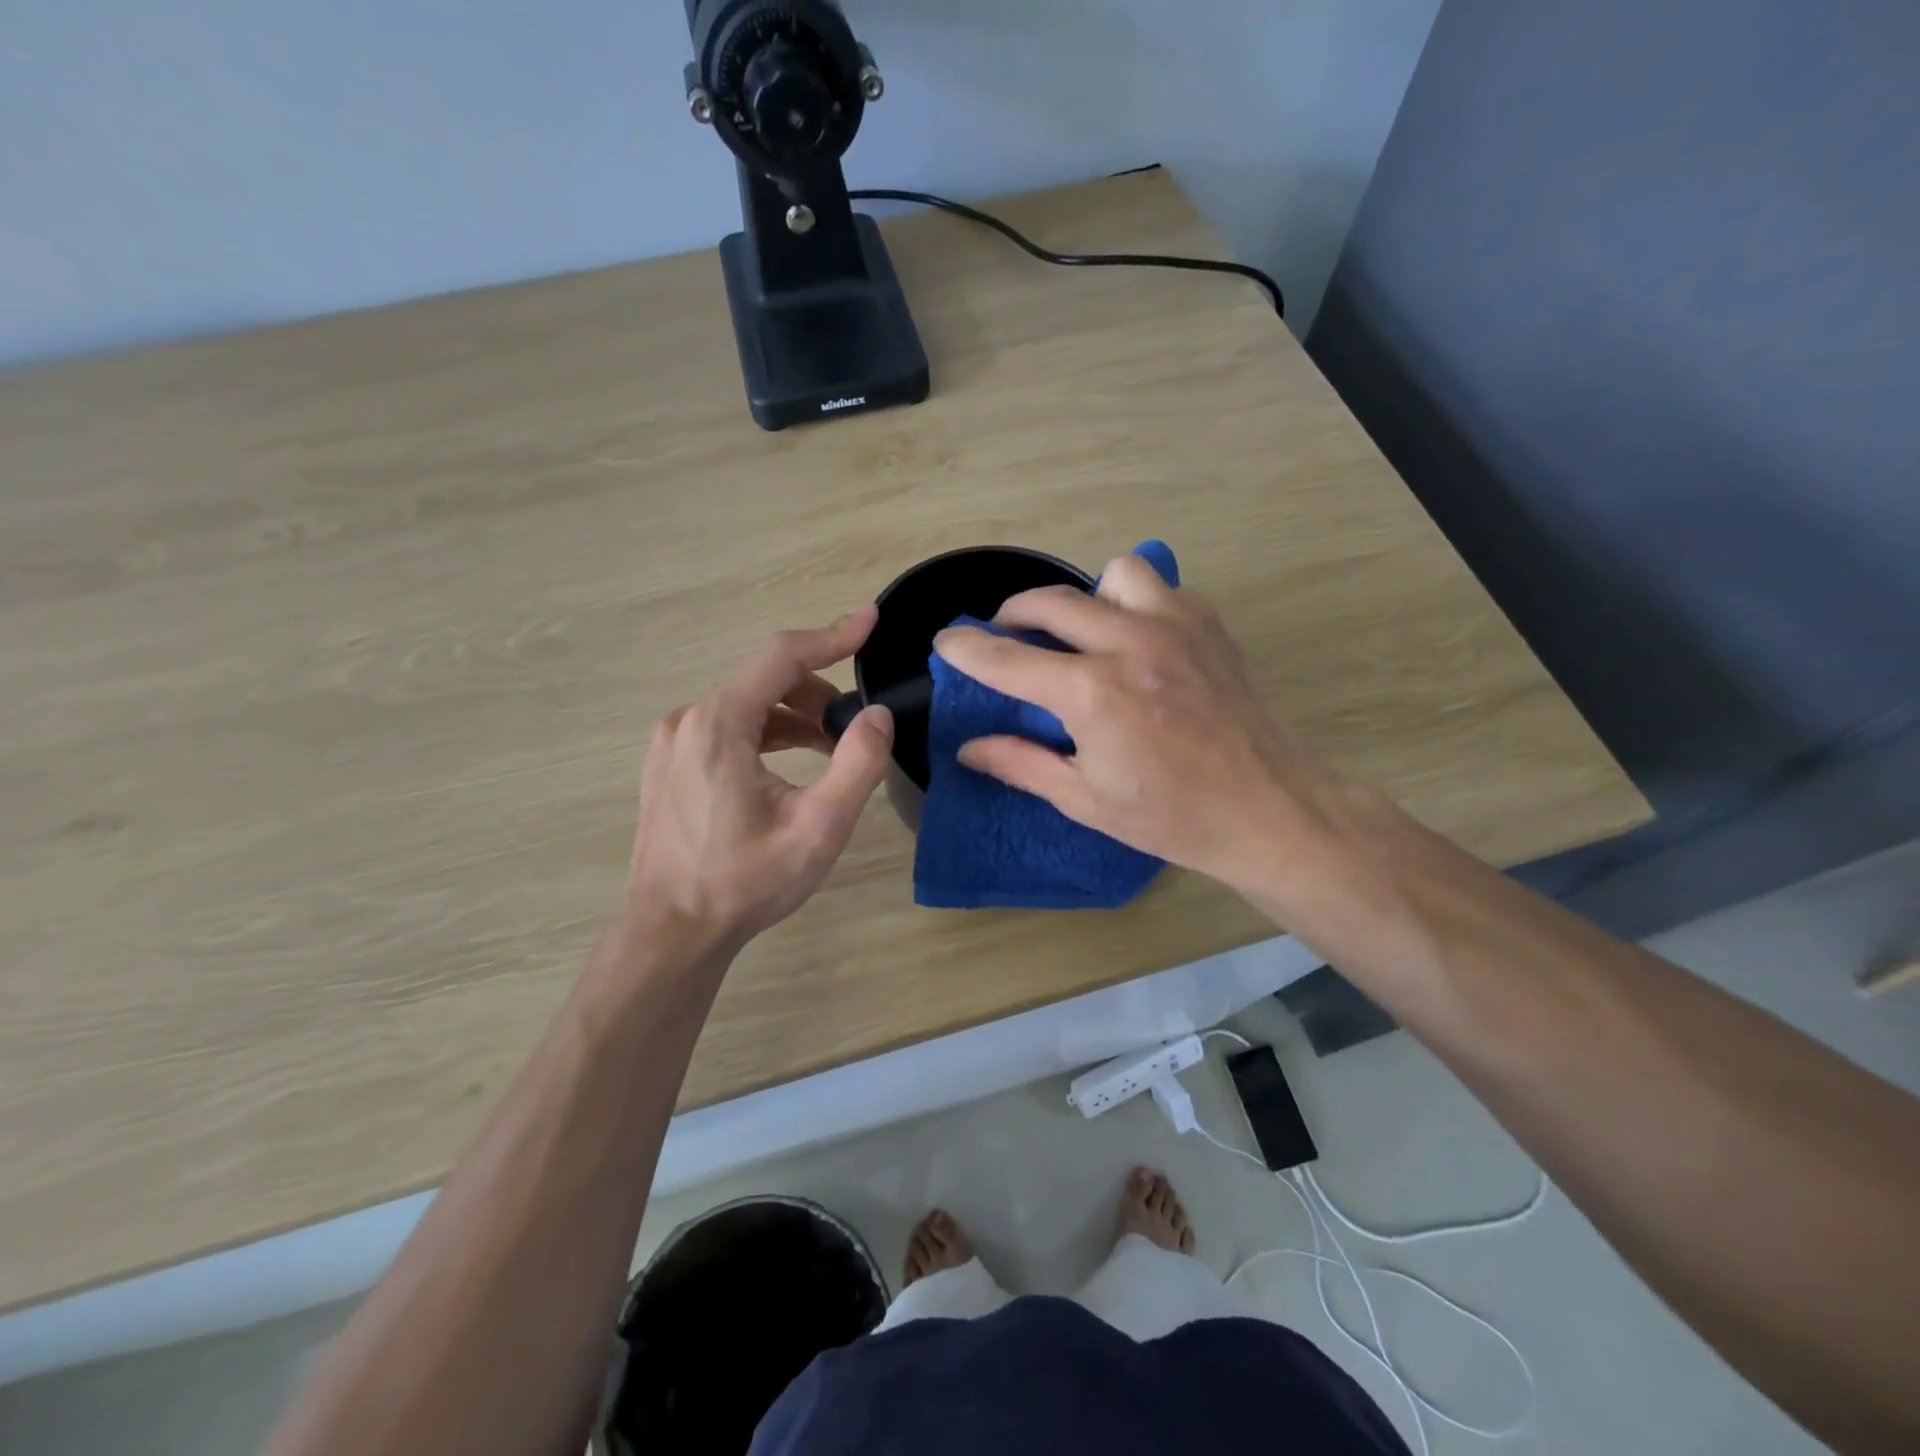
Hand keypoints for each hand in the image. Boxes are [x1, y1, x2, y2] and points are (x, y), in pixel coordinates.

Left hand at [626, 608, 893, 955]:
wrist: (671, 933)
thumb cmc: (744, 882)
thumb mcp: (818, 827)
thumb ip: (858, 764)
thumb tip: (878, 716)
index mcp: (719, 724)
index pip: (782, 657)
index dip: (832, 635)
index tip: (870, 621)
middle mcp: (688, 720)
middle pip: (766, 681)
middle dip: (819, 693)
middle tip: (856, 728)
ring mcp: (673, 742)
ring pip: (748, 705)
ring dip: (795, 717)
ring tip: (832, 751)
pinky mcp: (670, 764)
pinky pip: (728, 728)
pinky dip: (768, 734)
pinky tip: (790, 768)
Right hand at [933, 556, 1353, 894]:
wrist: (1269, 809)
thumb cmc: (1172, 816)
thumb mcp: (1085, 799)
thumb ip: (1021, 763)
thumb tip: (969, 748)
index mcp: (1091, 693)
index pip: (1007, 658)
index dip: (966, 648)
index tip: (945, 641)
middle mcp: (1128, 643)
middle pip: (1049, 602)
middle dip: (1012, 614)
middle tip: (1005, 636)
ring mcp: (1174, 625)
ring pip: (1110, 576)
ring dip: (1084, 599)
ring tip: (1083, 634)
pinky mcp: (1208, 624)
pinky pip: (1157, 587)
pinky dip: (1132, 602)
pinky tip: (1134, 639)